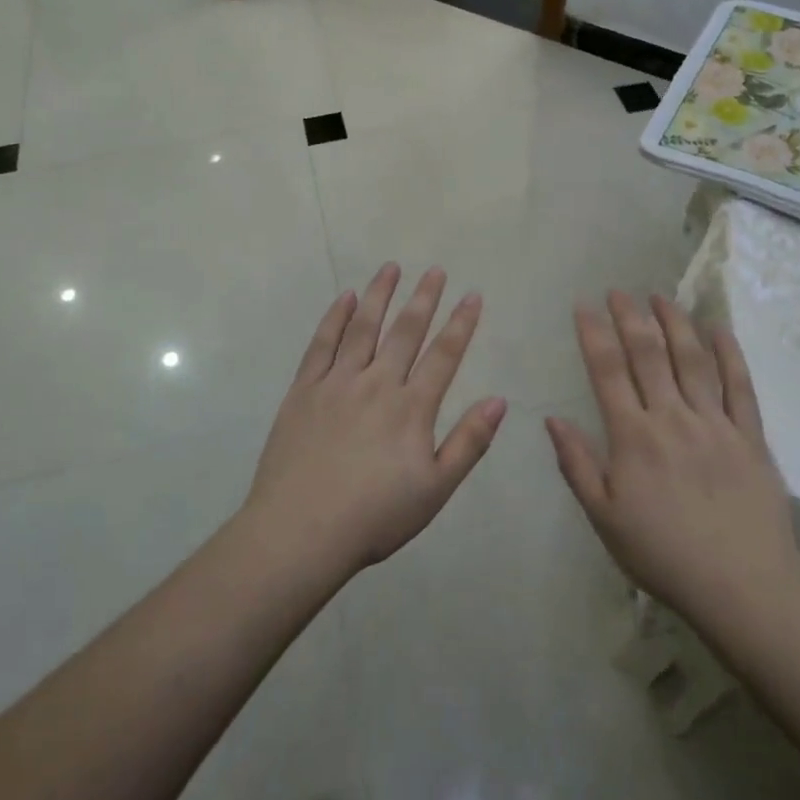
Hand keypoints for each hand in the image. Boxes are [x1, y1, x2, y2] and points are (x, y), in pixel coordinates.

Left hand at [245, 263, 506, 578]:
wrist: (300, 532)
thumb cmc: (375, 517)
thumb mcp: (435, 489)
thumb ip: (469, 442)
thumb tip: (499, 400)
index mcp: (411, 408)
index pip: (443, 355)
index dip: (461, 323)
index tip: (472, 294)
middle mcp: (377, 383)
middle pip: (405, 332)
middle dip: (423, 298)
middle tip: (435, 270)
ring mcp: (336, 383)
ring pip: (363, 328)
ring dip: (379, 295)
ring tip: (391, 267)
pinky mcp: (304, 390)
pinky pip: (321, 344)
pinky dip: (334, 318)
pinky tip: (344, 298)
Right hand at [548, 293, 799, 624]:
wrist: (742, 586)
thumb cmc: (663, 554)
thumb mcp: (604, 518)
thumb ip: (577, 464)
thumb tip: (552, 419)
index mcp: (632, 437)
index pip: (607, 371)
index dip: (594, 333)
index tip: (583, 305)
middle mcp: (672, 418)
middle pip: (648, 354)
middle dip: (630, 317)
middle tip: (618, 290)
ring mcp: (715, 423)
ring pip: (693, 360)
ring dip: (675, 323)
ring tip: (660, 297)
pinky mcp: (750, 436)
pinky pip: (740, 386)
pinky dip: (729, 353)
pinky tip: (718, 329)